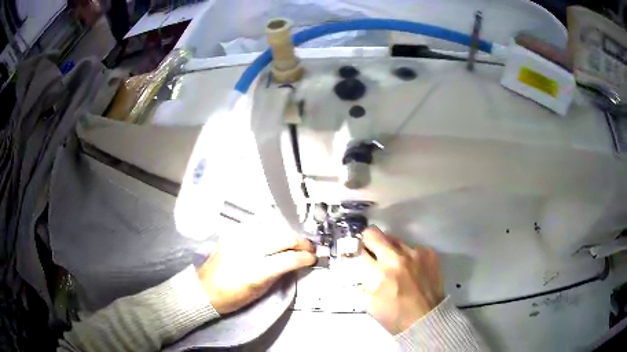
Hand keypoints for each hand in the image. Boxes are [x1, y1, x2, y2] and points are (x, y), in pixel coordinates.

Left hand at [197, 214, 315, 313]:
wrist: (204, 289)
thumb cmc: (233, 297)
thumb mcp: (261, 291)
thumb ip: (279, 273)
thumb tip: (296, 261)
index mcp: (255, 271)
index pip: (288, 258)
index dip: (305, 257)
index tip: (313, 258)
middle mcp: (247, 250)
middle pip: (282, 237)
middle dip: (300, 242)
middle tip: (308, 248)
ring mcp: (238, 238)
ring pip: (272, 228)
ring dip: (287, 234)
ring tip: (295, 242)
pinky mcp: (232, 233)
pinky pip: (258, 227)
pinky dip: (271, 231)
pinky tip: (276, 237)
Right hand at [357, 227, 443, 334]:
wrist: (427, 319)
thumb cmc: (395, 315)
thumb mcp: (369, 302)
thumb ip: (365, 280)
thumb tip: (363, 266)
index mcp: (379, 273)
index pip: (359, 250)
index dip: (355, 251)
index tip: (356, 253)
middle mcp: (397, 258)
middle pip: (374, 234)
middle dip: (368, 241)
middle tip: (370, 250)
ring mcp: (416, 253)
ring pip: (394, 240)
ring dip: (390, 250)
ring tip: (395, 264)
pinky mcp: (429, 253)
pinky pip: (412, 247)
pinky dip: (408, 255)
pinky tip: (411, 268)